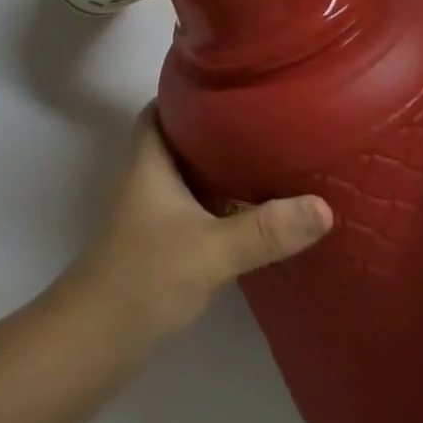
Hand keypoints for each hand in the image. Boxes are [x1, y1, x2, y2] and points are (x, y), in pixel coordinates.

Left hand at [55, 108, 332, 354]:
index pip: (164, 105)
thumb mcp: (211, 249)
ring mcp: (151, 208)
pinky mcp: (159, 239)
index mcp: (150, 157)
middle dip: (217, 129)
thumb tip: (324, 207)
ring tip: (267, 158)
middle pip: (181, 137)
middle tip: (263, 121)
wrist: (99, 336)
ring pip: (188, 172)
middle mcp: (147, 174)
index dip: (191, 91)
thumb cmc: (146, 273)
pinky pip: (193, 204)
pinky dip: (217, 201)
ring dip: (219, 167)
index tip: (232, 86)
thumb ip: (264, 229)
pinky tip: (251, 211)